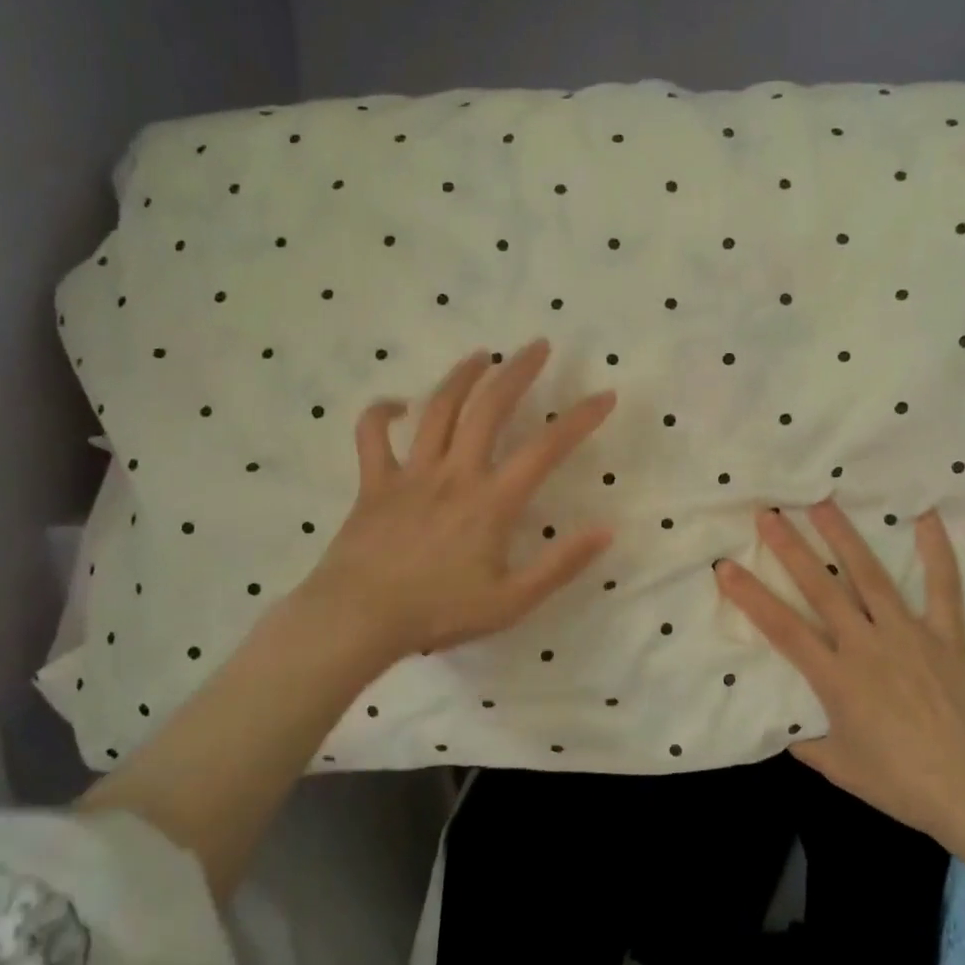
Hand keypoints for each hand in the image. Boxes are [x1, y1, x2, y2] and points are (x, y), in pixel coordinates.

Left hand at [304, 339, 615, 662]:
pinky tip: (397, 404)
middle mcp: (454, 474)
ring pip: (438, 409)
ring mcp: (411, 473)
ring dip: (463, 376)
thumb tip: (606, 531)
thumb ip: (561, 565)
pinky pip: (373, 435)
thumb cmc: (438, 612)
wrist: (358, 618)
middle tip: (537, 346)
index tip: (605, 395)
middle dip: (517, 371)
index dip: (580, 418)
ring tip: (483, 355)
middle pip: (490, 408)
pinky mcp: (374, 482)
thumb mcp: (512, 601)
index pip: (546, 449)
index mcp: (492, 501)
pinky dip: (382, 412)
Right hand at [714, 502, 964, 843]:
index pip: (782, 628)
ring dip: (843, 537)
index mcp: (835, 678)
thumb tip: (788, 730)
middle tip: (769, 514)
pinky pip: (943, 587)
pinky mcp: (947, 636)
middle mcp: (866, 646)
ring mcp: (908, 635)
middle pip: (821, 589)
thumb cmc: (900, 783)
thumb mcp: (840, 767)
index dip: (750, 596)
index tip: (725, 567)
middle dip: (791, 549)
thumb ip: (808, 743)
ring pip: (870, 577)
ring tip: (822, 503)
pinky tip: (925, 517)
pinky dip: (936, 551)